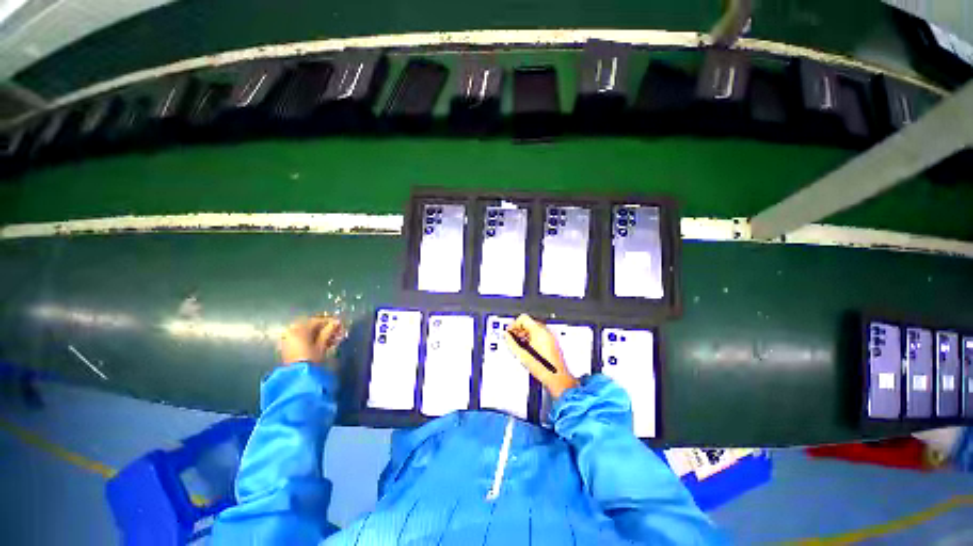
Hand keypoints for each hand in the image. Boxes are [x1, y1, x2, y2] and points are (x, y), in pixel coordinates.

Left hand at [279, 316, 345, 368]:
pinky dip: (313, 339)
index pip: (316, 321)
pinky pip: (302, 339)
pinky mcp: (288, 347)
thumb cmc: (311, 358)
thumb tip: (337, 322)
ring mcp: (288, 339)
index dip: (329, 321)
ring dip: (320, 334)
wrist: (297, 376)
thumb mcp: (322, 344)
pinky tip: (324, 343)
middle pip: (311, 326)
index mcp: (299, 329)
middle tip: (337, 331)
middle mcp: (291, 331)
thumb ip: (329, 331)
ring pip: (307, 333)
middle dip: (325, 328)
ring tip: (333, 339)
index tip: (340, 324)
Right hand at [504, 314, 578, 398]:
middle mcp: (546, 331)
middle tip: (513, 338)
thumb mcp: (522, 355)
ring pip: (534, 328)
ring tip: (519, 344)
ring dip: (525, 334)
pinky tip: (528, 348)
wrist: (556, 378)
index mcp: (538, 331)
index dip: (514, 324)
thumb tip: (506, 336)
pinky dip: (532, 337)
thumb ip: (511, 342)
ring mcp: (550, 336)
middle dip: (519, 329)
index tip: (509, 331)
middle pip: (529, 322)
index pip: (523, 318)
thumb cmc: (543, 368)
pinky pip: (540, 334)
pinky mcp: (552, 342)